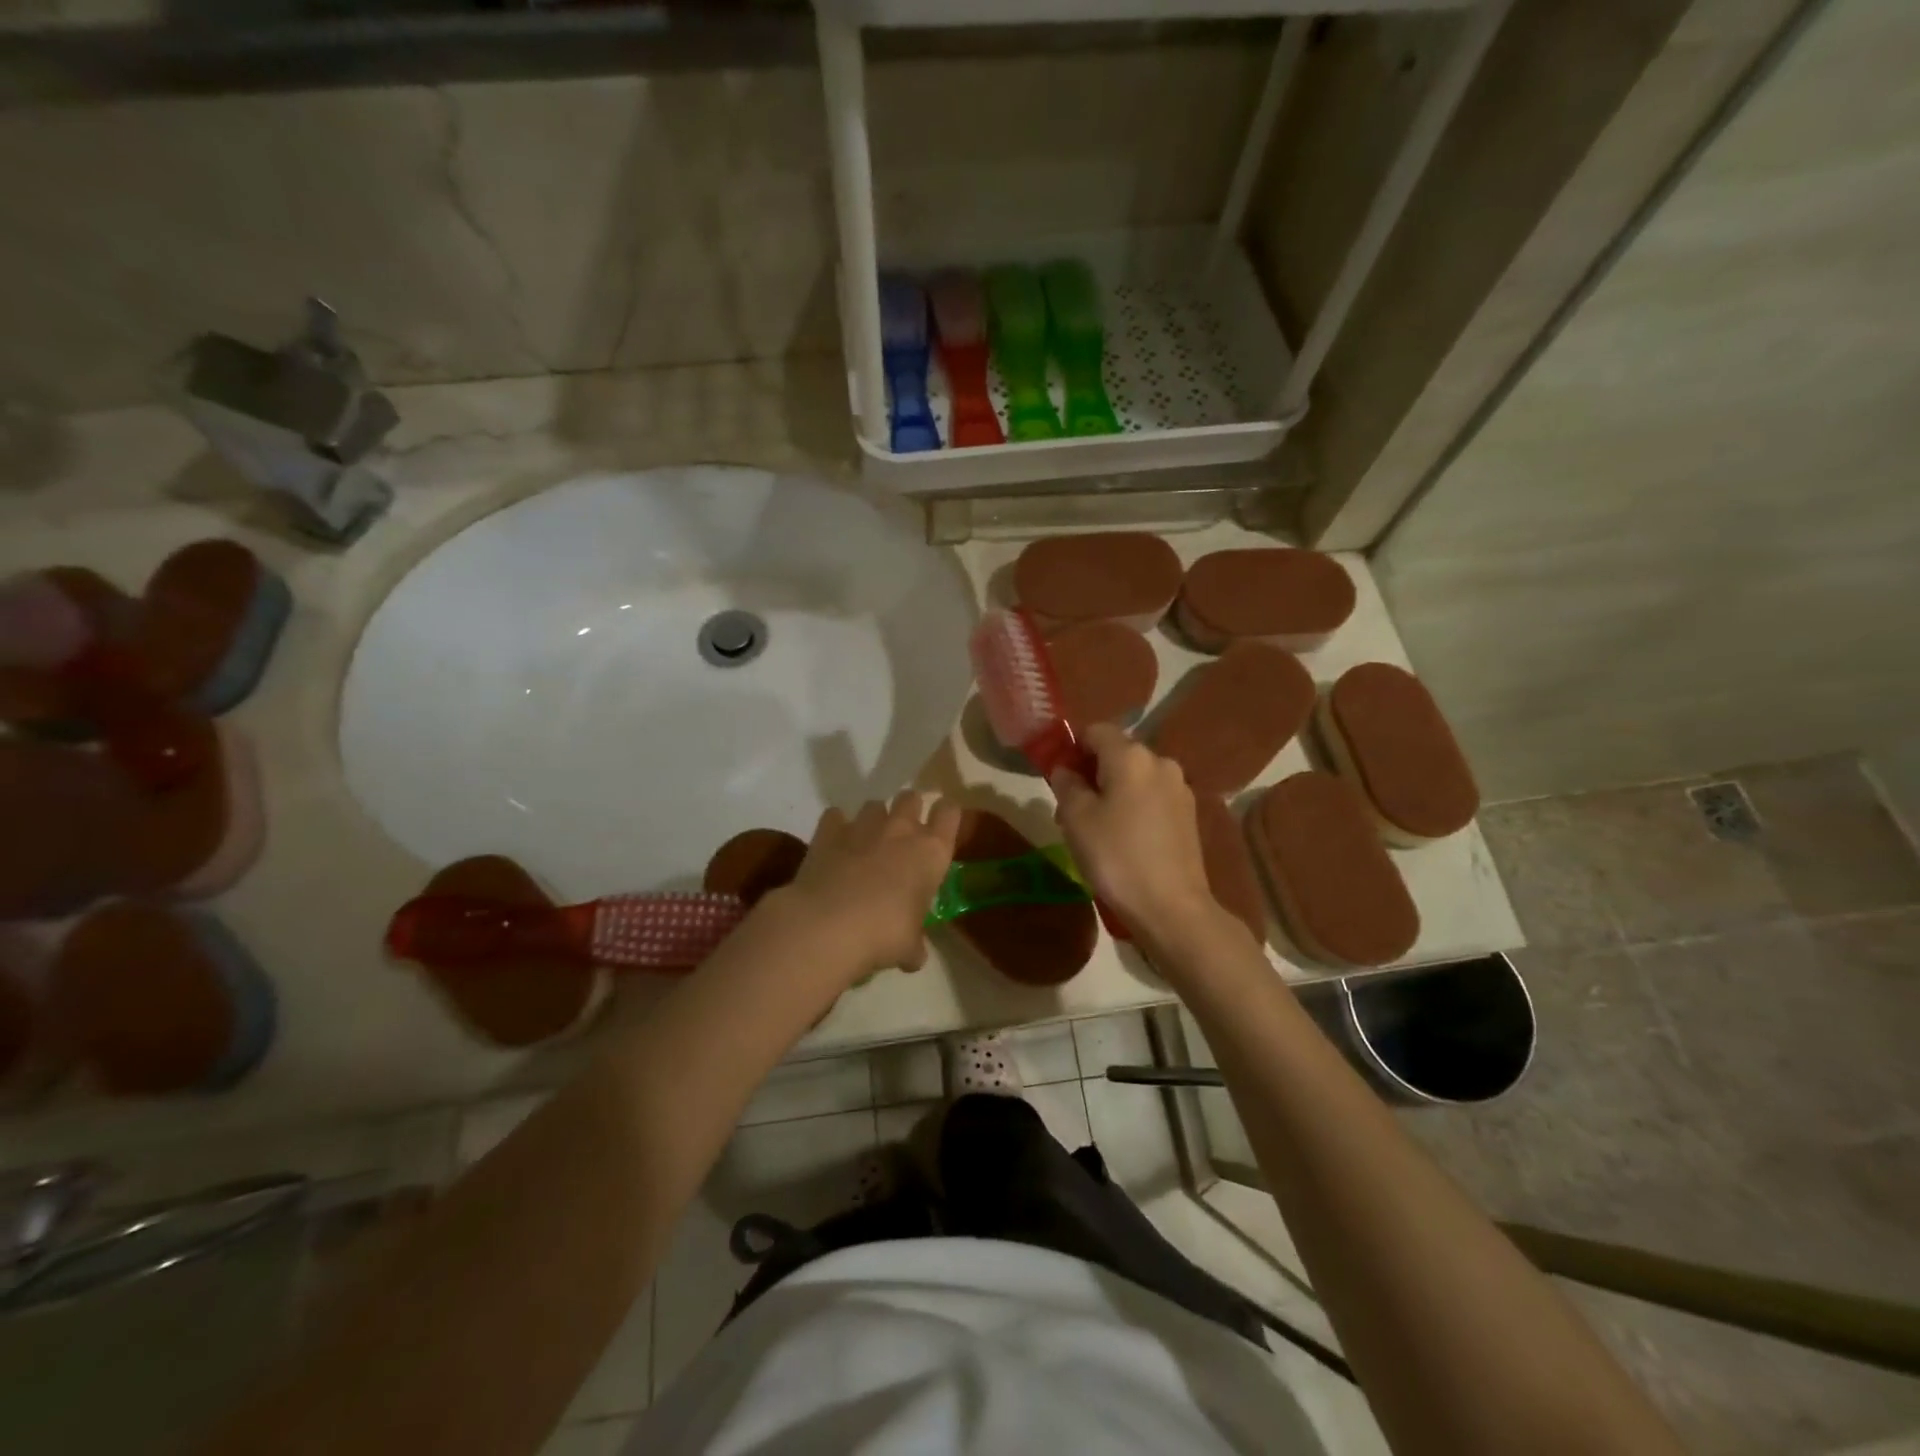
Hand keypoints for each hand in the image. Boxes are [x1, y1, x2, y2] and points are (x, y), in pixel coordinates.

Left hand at [772, 792, 963, 979]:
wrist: (828, 926)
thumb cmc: (884, 934)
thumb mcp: (909, 947)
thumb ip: (914, 945)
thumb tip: (913, 956)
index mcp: (931, 852)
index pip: (950, 813)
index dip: (946, 816)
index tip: (941, 829)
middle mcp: (901, 829)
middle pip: (911, 797)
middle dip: (909, 810)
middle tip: (903, 837)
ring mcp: (862, 826)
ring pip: (874, 805)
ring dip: (874, 820)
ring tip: (867, 844)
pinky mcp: (828, 832)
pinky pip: (836, 816)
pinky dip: (837, 827)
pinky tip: (835, 846)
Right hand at [1049, 724, 1230, 949]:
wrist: (1171, 907)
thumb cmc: (1116, 857)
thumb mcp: (1076, 819)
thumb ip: (1067, 784)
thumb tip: (1066, 769)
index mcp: (1131, 756)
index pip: (1095, 731)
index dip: (1073, 747)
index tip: (1059, 777)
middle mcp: (1160, 762)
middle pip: (1117, 753)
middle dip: (1092, 772)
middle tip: (1071, 809)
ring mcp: (1179, 788)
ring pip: (1135, 777)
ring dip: (1113, 791)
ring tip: (1097, 828)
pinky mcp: (1189, 814)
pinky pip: (1152, 797)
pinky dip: (1134, 806)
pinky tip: (1124, 839)